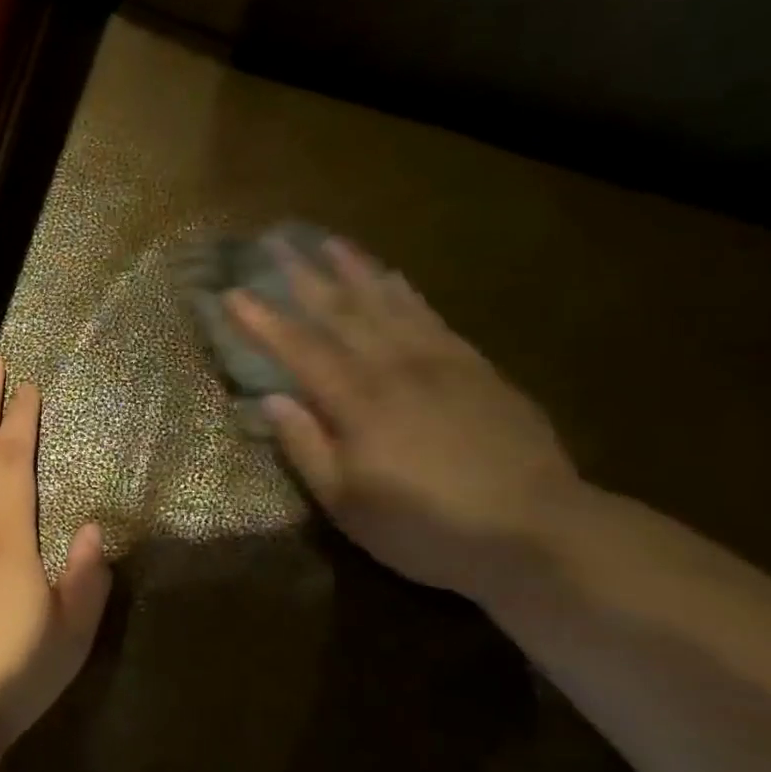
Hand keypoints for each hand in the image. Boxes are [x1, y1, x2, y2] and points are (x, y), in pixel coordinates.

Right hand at [227, 237, 582, 600]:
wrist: (539, 530)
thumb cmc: (427, 527)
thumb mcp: (348, 504)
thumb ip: (306, 447)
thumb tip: (271, 399)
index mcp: (357, 402)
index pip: (298, 349)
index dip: (262, 320)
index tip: (231, 292)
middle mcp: (394, 368)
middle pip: (340, 312)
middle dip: (303, 275)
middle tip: (276, 242)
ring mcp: (439, 362)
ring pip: (386, 303)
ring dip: (353, 270)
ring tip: (329, 242)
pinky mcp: (476, 368)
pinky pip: (431, 316)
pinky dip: (405, 292)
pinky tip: (392, 277)